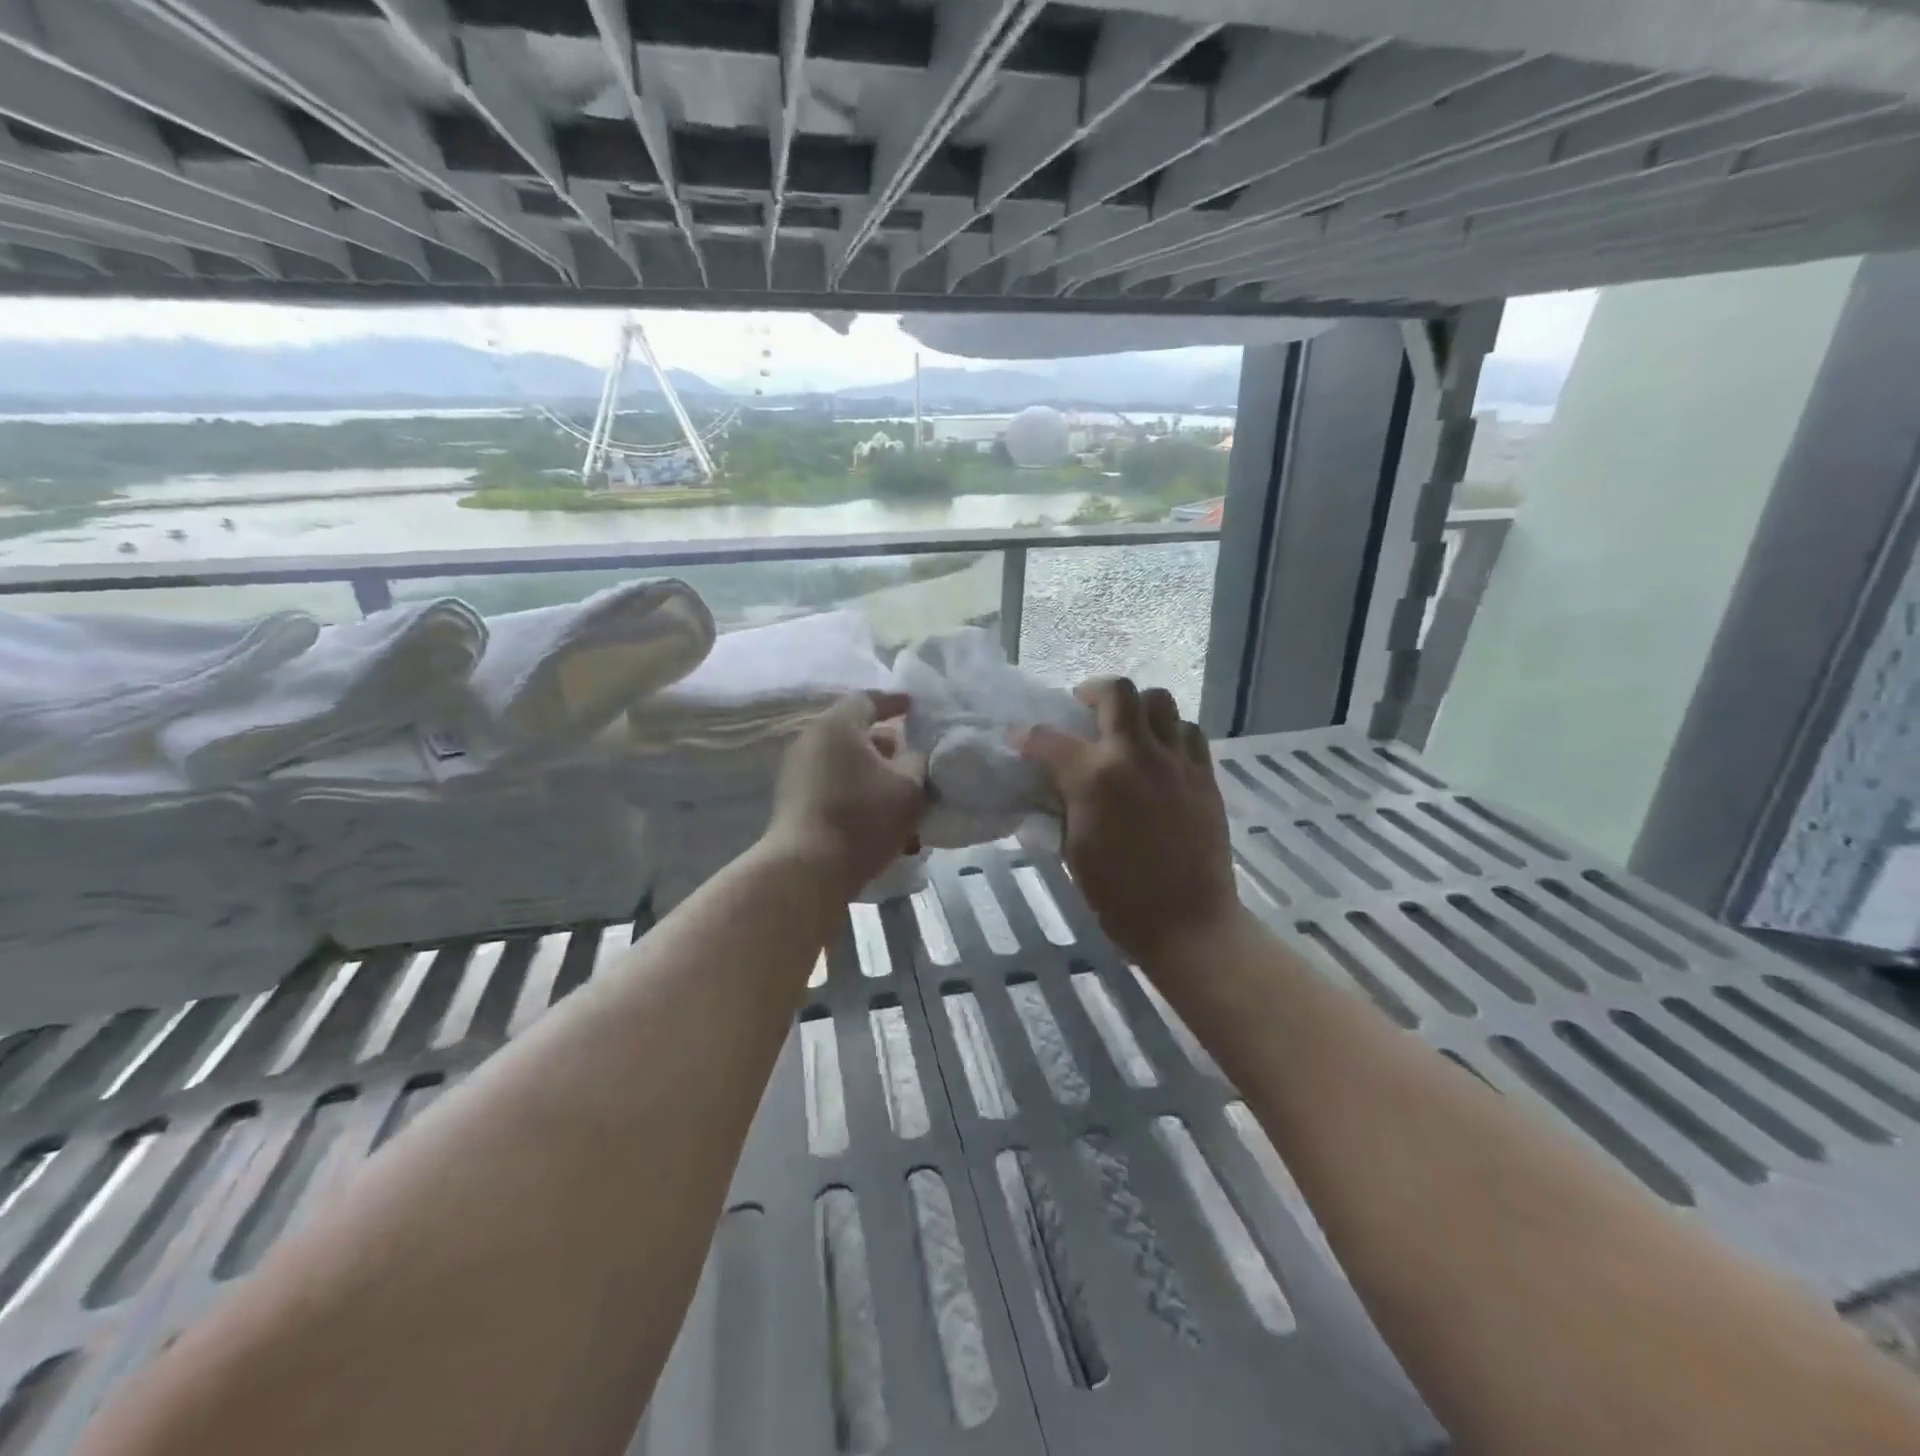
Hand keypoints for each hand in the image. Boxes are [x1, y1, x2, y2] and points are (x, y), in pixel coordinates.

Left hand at [766, 691, 927, 897]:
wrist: (807, 870)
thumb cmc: (862, 817)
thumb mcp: (909, 787)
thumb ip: (918, 761)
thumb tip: (914, 754)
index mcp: (838, 726)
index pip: (868, 700)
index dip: (895, 703)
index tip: (915, 708)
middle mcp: (812, 741)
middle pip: (854, 733)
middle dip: (886, 745)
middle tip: (911, 757)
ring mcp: (797, 773)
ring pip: (845, 765)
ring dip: (873, 775)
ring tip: (900, 796)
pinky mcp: (793, 803)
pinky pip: (833, 788)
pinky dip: (857, 794)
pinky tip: (879, 820)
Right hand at [1020, 678, 1240, 964]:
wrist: (1187, 921)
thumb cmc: (1118, 896)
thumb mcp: (1072, 849)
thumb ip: (1062, 805)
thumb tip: (1054, 783)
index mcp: (1094, 777)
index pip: (1049, 740)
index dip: (1027, 737)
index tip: (1019, 740)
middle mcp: (1136, 755)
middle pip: (1117, 692)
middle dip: (1092, 692)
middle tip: (1083, 709)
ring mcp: (1176, 761)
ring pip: (1160, 701)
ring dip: (1136, 708)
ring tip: (1126, 729)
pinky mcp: (1204, 774)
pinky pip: (1188, 731)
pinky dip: (1169, 732)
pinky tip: (1159, 754)